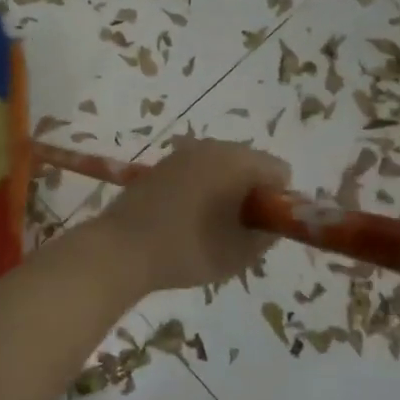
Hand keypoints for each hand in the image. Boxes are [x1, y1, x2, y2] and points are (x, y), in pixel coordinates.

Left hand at [98, 138, 288, 292]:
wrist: (121, 248)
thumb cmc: (188, 249)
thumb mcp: (241, 252)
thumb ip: (267, 234)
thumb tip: (270, 224)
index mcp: (237, 160)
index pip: (279, 171)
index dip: (277, 202)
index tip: (260, 229)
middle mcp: (211, 146)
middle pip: (249, 166)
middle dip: (251, 196)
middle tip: (236, 233)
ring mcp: (181, 154)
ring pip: (221, 170)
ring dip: (224, 195)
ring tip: (209, 230)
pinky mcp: (159, 167)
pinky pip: (195, 175)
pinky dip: (200, 193)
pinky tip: (184, 222)